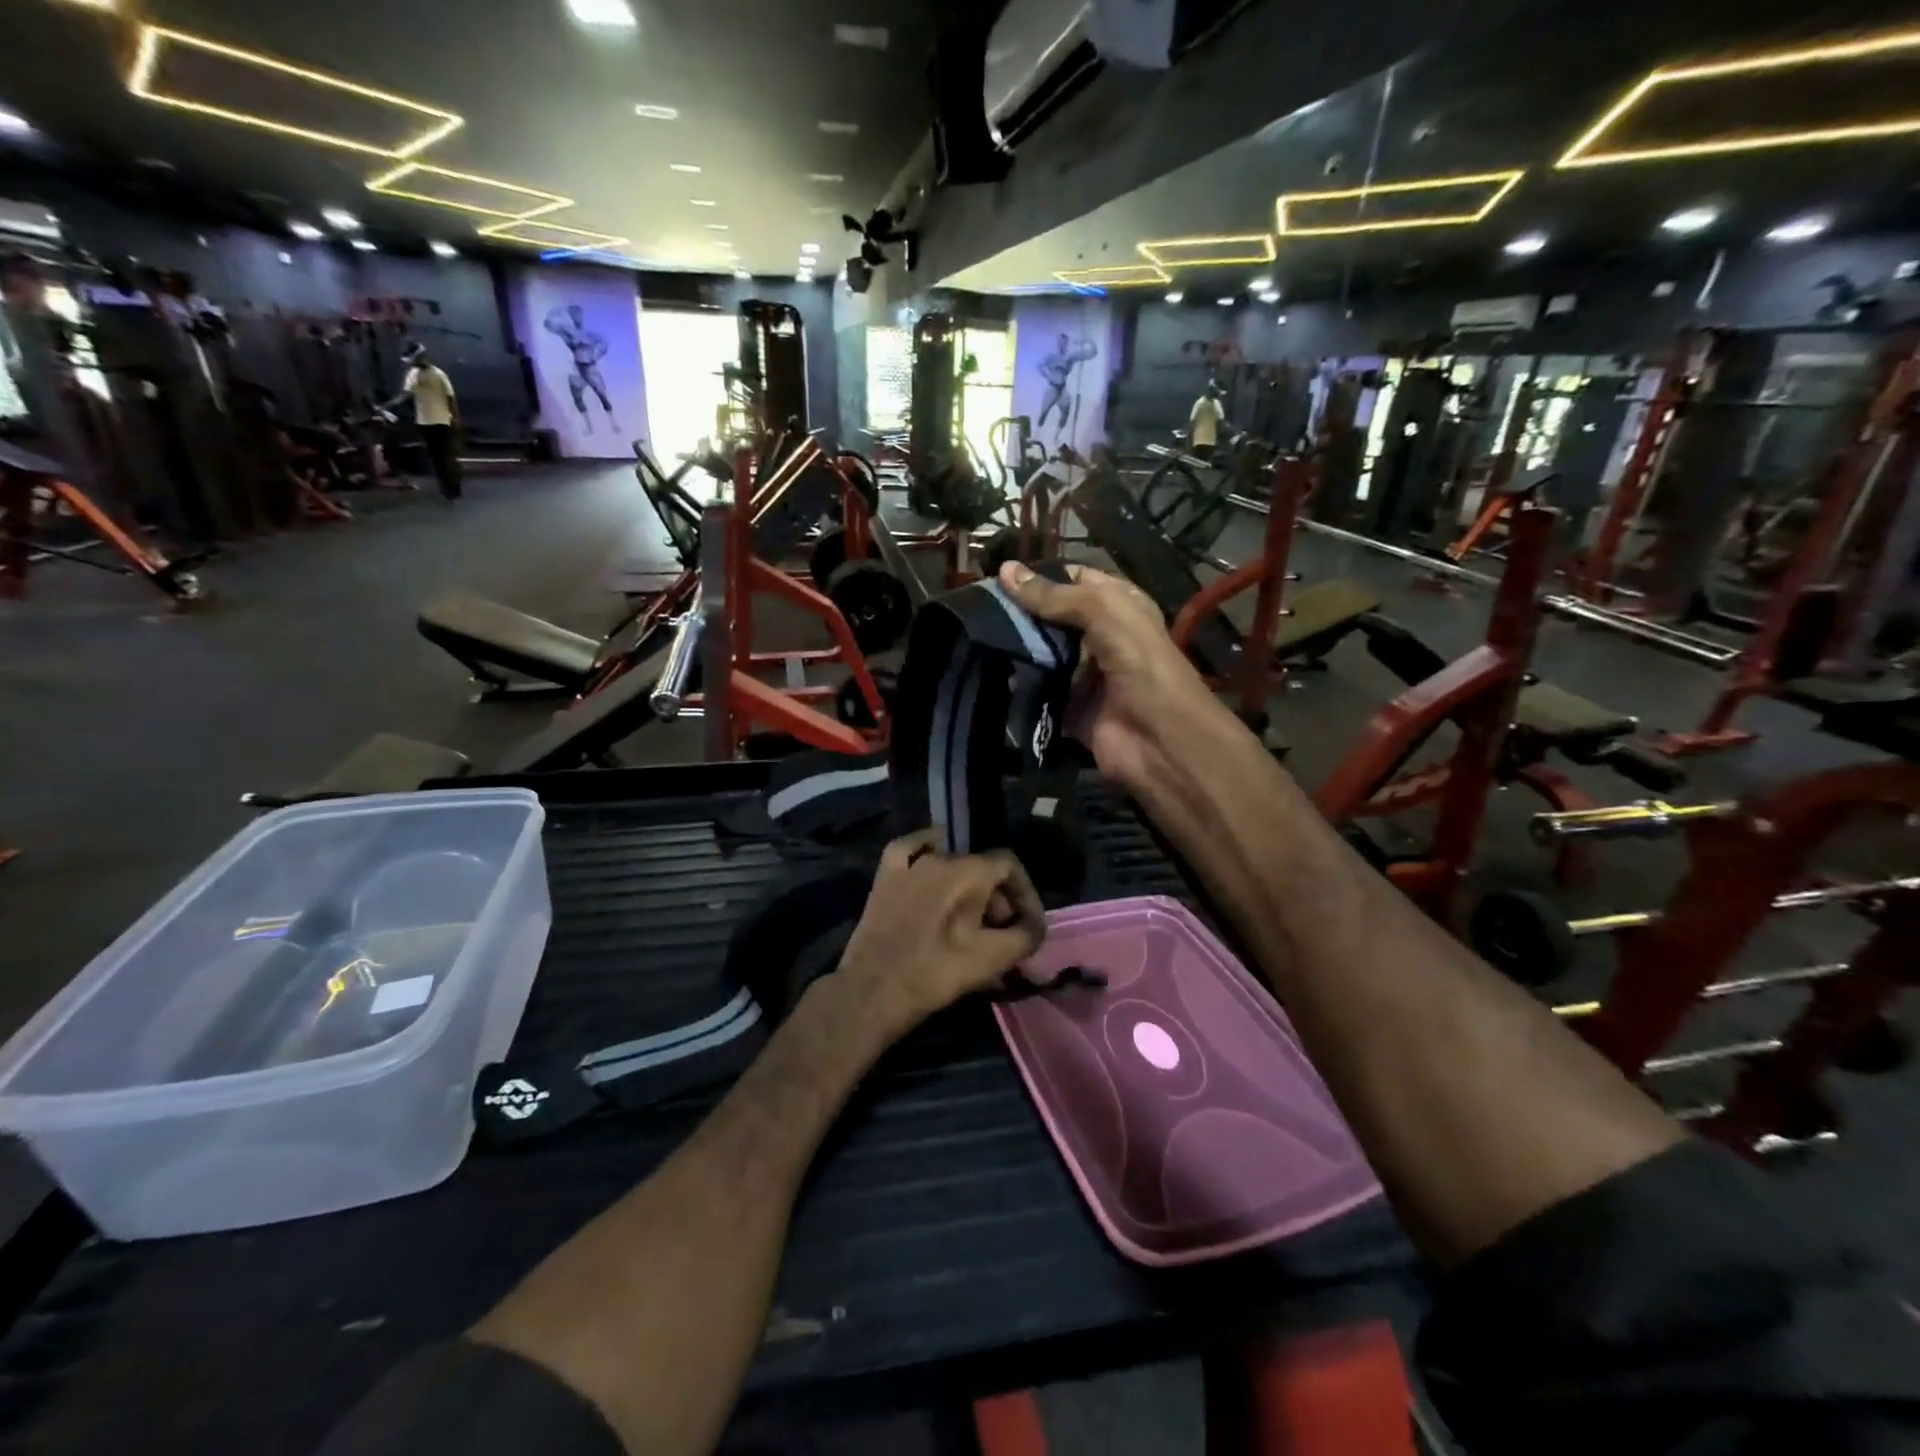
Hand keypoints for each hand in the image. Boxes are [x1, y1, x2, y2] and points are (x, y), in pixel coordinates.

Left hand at [836, 830, 1045, 1039]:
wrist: (874, 990)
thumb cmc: (937, 973)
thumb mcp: (994, 959)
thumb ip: (1025, 936)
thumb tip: (1034, 927)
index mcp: (969, 871)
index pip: (1010, 866)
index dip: (1025, 894)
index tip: (1028, 925)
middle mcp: (940, 856)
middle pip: (981, 868)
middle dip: (997, 899)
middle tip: (1000, 934)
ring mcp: (908, 864)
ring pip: (949, 864)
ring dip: (967, 888)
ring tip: (970, 920)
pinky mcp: (884, 877)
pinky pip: (909, 851)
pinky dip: (925, 853)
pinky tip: (930, 862)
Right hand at [996, 561, 1213, 790]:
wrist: (1159, 740)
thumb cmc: (1141, 664)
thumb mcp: (1104, 613)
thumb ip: (1054, 595)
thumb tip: (1004, 570)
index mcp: (1118, 605)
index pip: (1072, 579)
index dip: (1039, 577)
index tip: (996, 577)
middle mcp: (1100, 635)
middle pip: (1051, 618)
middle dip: (1018, 613)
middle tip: (975, 609)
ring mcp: (1083, 673)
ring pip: (1040, 653)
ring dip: (1013, 647)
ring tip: (973, 634)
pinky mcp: (1068, 706)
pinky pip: (1037, 691)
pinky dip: (1016, 685)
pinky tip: (986, 670)